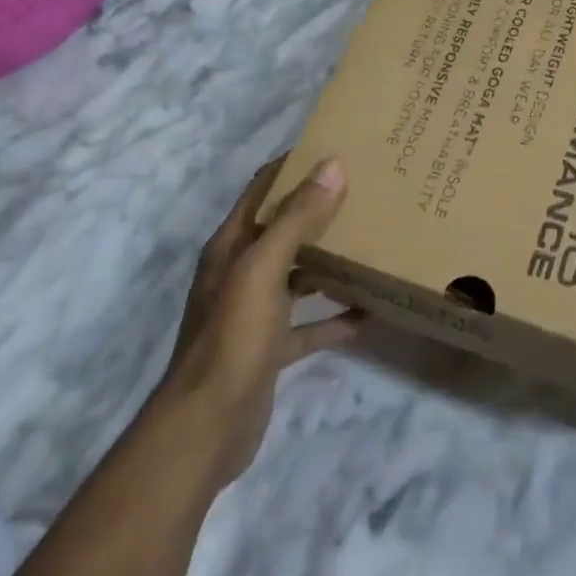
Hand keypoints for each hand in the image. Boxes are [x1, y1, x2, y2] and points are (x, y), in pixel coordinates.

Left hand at [156, 156, 360, 490]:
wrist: (206, 428)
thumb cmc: (233, 337)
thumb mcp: (263, 269)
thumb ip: (296, 219)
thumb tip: (331, 166)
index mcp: (231, 246)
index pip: (262, 189)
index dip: (292, 166)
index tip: (334, 148)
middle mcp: (240, 272)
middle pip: (282, 229)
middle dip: (318, 210)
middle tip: (364, 192)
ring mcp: (254, 312)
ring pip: (296, 275)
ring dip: (327, 261)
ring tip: (369, 244)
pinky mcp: (269, 349)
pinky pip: (306, 325)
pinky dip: (332, 318)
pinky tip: (366, 314)